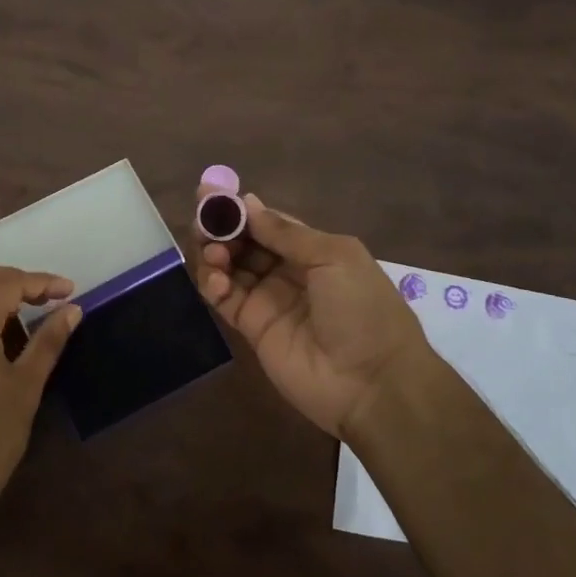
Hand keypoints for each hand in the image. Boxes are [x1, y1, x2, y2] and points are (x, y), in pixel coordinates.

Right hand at [194, 179, 433, 439]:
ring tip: (212, 252)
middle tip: (202, 221)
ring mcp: (268, 300)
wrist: (373, 383)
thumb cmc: (363, 310)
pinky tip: (214, 279)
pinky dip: (214, 284)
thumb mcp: (334, 258)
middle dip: (222, 228)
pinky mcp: (252, 328)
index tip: (211, 193)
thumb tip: (248, 204)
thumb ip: (287, 233)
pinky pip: (225, 299)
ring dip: (215, 253)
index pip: (268, 222)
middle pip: (244, 242)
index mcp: (313, 250)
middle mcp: (287, 271)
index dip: (240, 209)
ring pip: (230, 268)